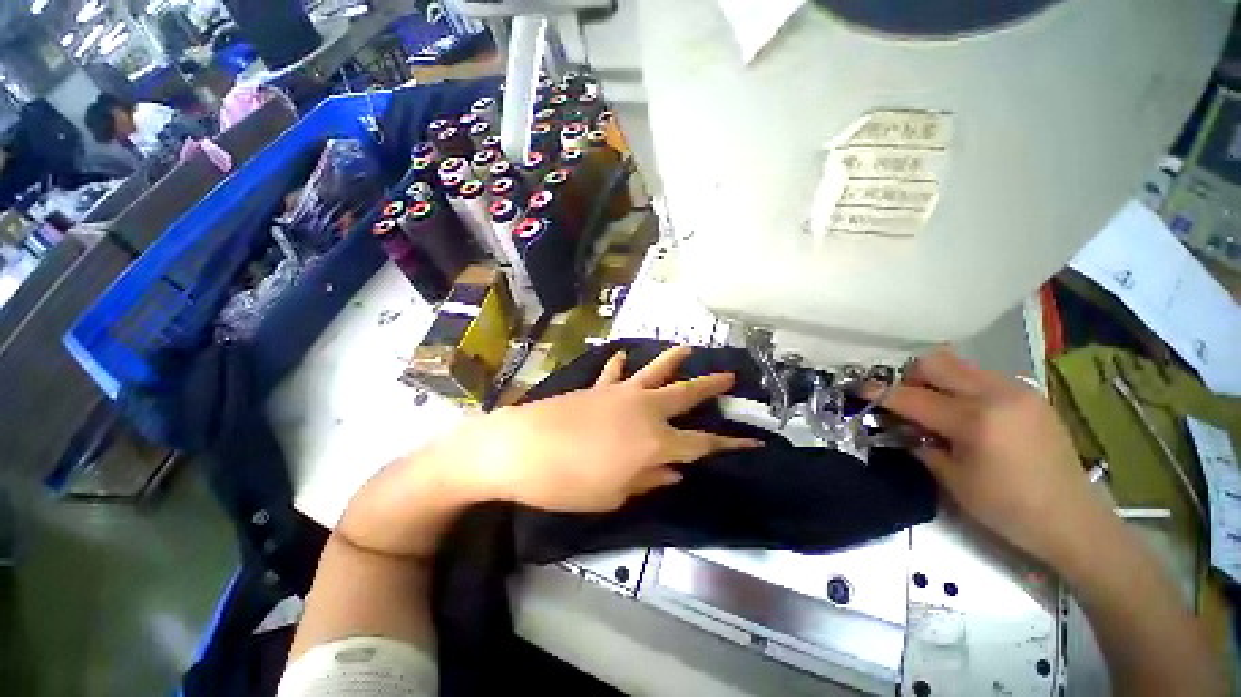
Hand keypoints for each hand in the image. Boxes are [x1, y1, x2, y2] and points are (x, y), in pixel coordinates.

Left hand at [447, 345, 761, 511]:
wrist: (520, 449)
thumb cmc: (568, 483)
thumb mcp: (613, 494)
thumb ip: (648, 480)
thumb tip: (674, 472)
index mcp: (655, 442)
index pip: (703, 444)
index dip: (730, 445)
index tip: (755, 442)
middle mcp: (644, 411)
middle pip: (685, 395)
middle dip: (710, 386)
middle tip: (729, 376)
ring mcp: (620, 394)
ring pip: (654, 372)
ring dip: (672, 360)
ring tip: (688, 349)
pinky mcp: (597, 388)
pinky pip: (614, 373)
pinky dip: (620, 366)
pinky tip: (623, 357)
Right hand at [866, 348, 1102, 564]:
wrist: (1074, 520)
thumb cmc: (1008, 509)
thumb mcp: (953, 481)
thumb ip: (920, 444)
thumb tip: (897, 425)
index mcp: (976, 421)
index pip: (912, 397)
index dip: (879, 392)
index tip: (857, 388)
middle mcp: (997, 394)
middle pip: (936, 362)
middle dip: (910, 377)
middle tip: (906, 402)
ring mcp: (1018, 390)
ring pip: (959, 365)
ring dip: (936, 381)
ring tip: (935, 409)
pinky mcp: (1029, 394)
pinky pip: (981, 377)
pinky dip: (961, 388)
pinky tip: (966, 414)